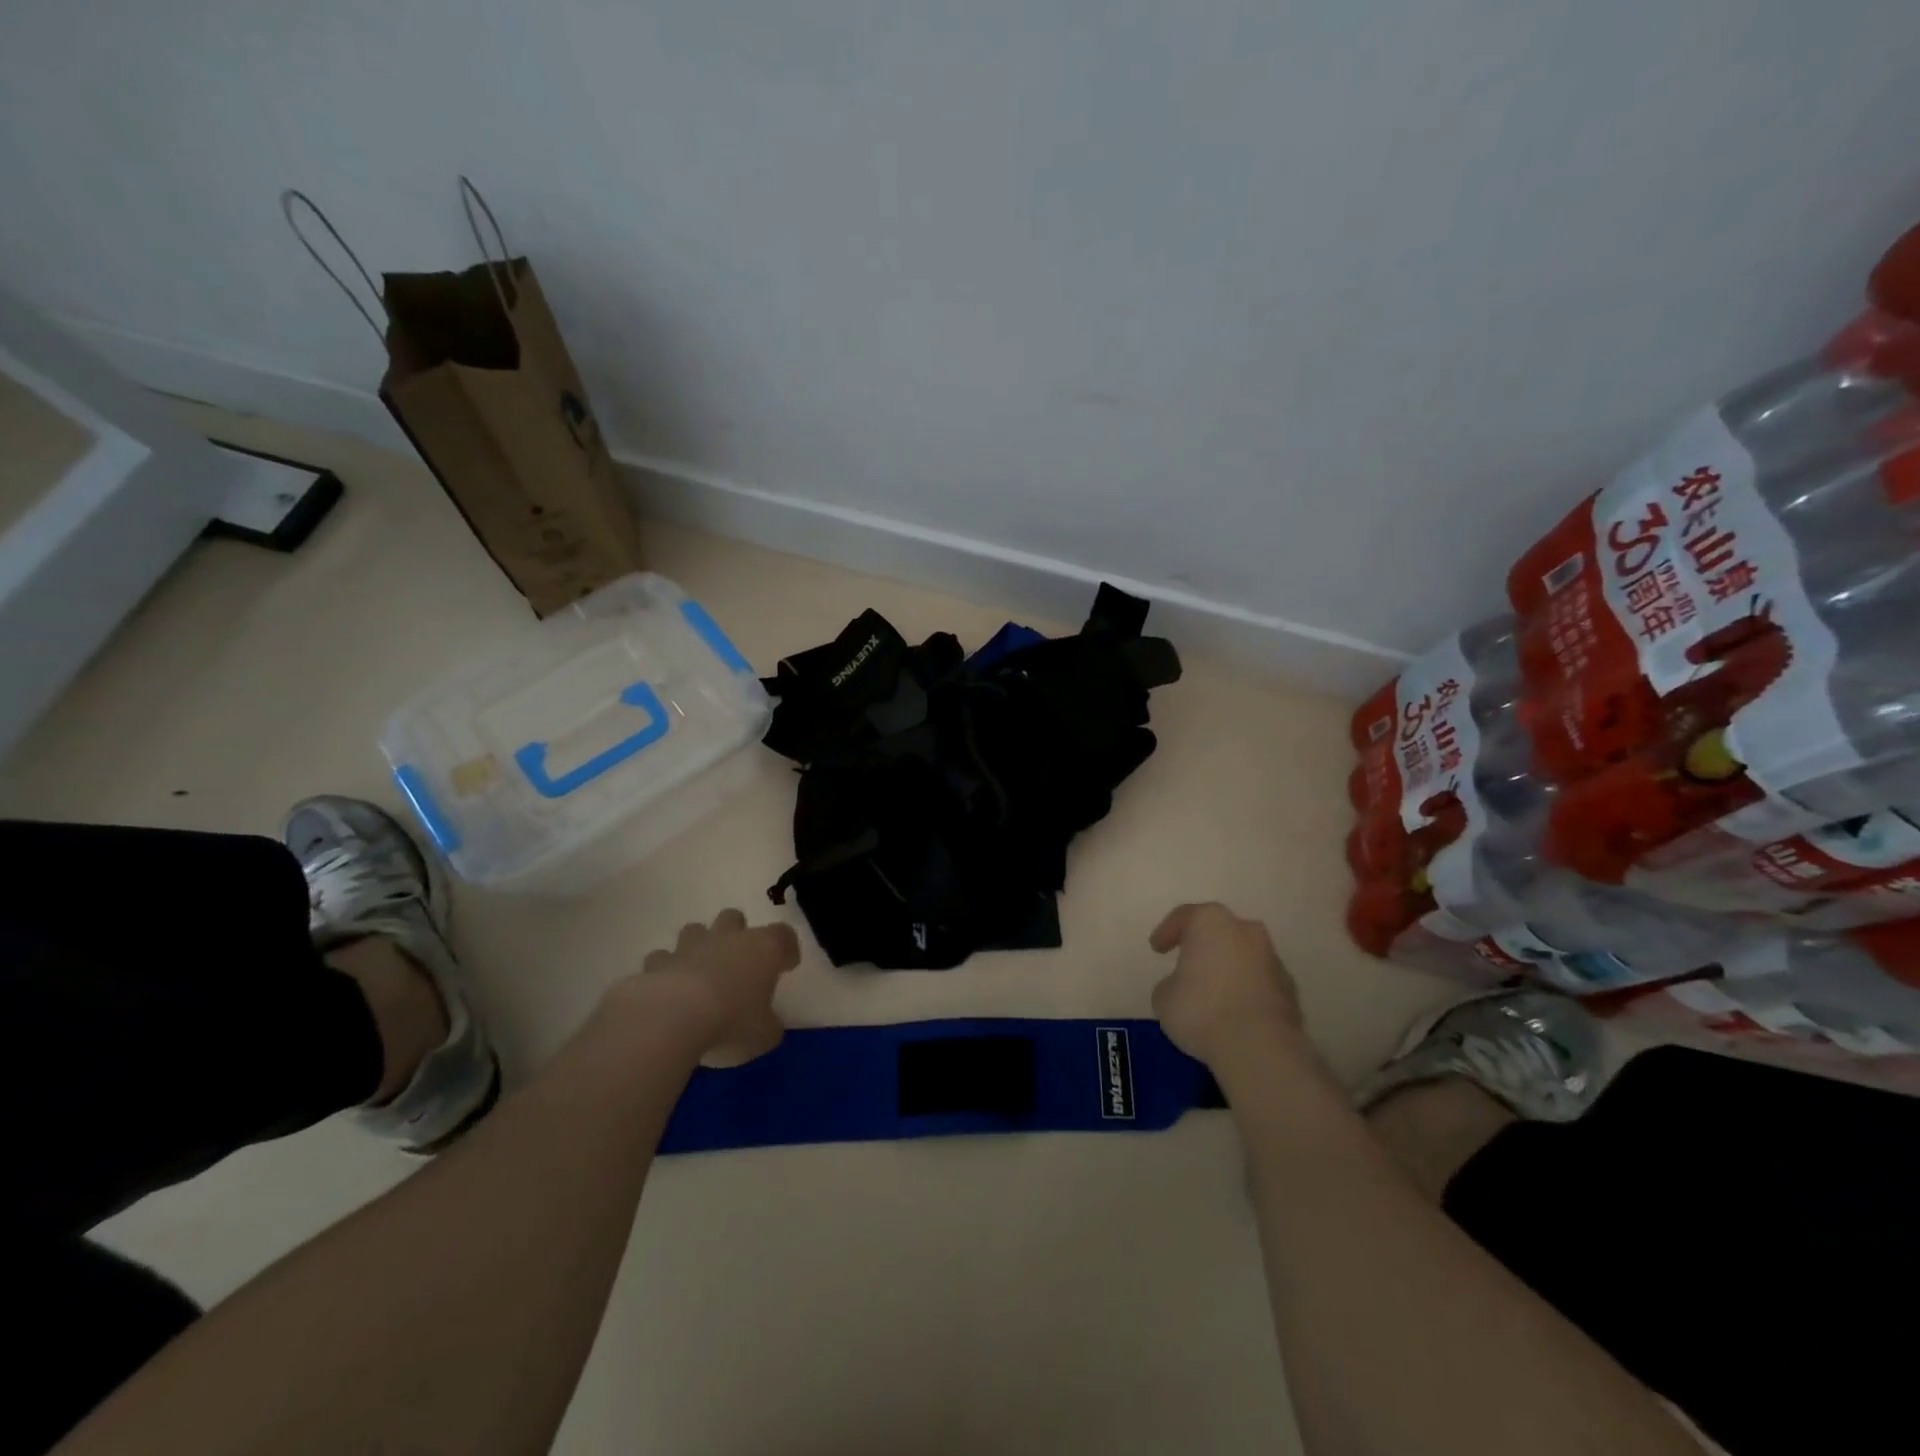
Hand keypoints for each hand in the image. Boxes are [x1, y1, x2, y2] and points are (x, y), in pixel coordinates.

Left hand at [637, 910, 800, 1065]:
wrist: (672, 1018)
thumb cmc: (731, 1020)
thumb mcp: (764, 1035)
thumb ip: (769, 1025)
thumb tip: (768, 1025)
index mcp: (763, 949)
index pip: (783, 935)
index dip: (786, 949)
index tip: (786, 966)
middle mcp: (728, 938)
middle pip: (734, 918)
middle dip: (736, 934)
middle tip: (738, 961)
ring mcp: (689, 946)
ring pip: (696, 930)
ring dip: (700, 946)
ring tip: (700, 972)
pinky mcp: (657, 962)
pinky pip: (663, 958)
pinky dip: (666, 970)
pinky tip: (667, 989)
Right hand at [1149, 903, 1305, 1071]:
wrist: (1259, 1048)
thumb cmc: (1201, 1010)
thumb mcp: (1164, 996)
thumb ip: (1172, 983)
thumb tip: (1183, 987)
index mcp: (1211, 922)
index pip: (1184, 917)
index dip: (1167, 932)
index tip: (1157, 949)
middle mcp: (1246, 931)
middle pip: (1220, 932)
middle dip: (1205, 946)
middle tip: (1188, 964)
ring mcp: (1273, 959)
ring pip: (1243, 956)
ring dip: (1229, 969)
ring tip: (1213, 993)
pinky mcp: (1290, 990)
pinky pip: (1260, 982)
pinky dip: (1247, 991)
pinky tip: (1234, 1012)